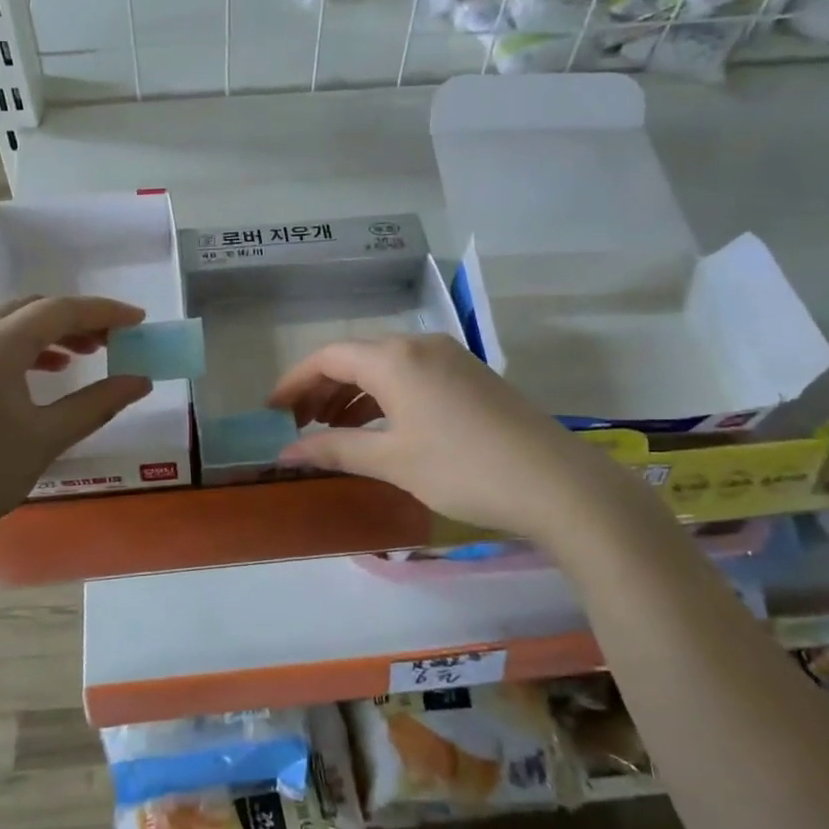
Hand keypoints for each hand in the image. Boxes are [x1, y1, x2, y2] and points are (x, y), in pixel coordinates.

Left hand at [0, 296, 151, 560]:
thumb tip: (141, 382)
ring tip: (81, 357)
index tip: (138, 320)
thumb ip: (97, 403)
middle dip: (75, 319)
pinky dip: (19, 350)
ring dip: (47, 334)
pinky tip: (37, 377)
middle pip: (30, 309)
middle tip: (112, 340)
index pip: (59, 310)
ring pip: (5, 326)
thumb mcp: (46, 438)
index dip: (103, 312)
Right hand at [268, 333, 588, 533]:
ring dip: (352, 393)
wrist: (556, 483)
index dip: (294, 382)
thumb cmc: (463, 468)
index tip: (272, 412)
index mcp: (395, 358)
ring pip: (384, 366)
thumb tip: (285, 453)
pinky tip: (378, 426)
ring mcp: (450, 357)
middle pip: (355, 357)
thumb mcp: (392, 460)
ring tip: (332, 429)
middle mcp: (420, 345)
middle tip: (299, 426)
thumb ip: (334, 450)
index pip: (328, 357)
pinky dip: (384, 396)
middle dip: (321, 388)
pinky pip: (411, 375)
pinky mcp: (470, 375)